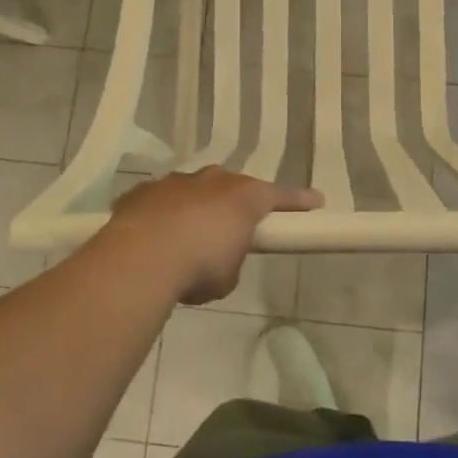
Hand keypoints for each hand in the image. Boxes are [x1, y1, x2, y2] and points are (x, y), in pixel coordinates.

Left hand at [102, 169, 321, 304]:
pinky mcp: (142, 193)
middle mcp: (212, 181)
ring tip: (185, 238)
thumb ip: (230, 260)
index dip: (299, 200)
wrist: (141, 259)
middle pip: (231, 187)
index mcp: (244, 197)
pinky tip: (153, 238)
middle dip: (233, 204)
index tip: (316, 201)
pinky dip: (161, 216)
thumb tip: (218, 259)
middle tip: (231, 227)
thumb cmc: (199, 267)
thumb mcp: (228, 276)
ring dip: (194, 209)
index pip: (280, 196)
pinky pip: (159, 202)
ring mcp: (174, 182)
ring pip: (192, 190)